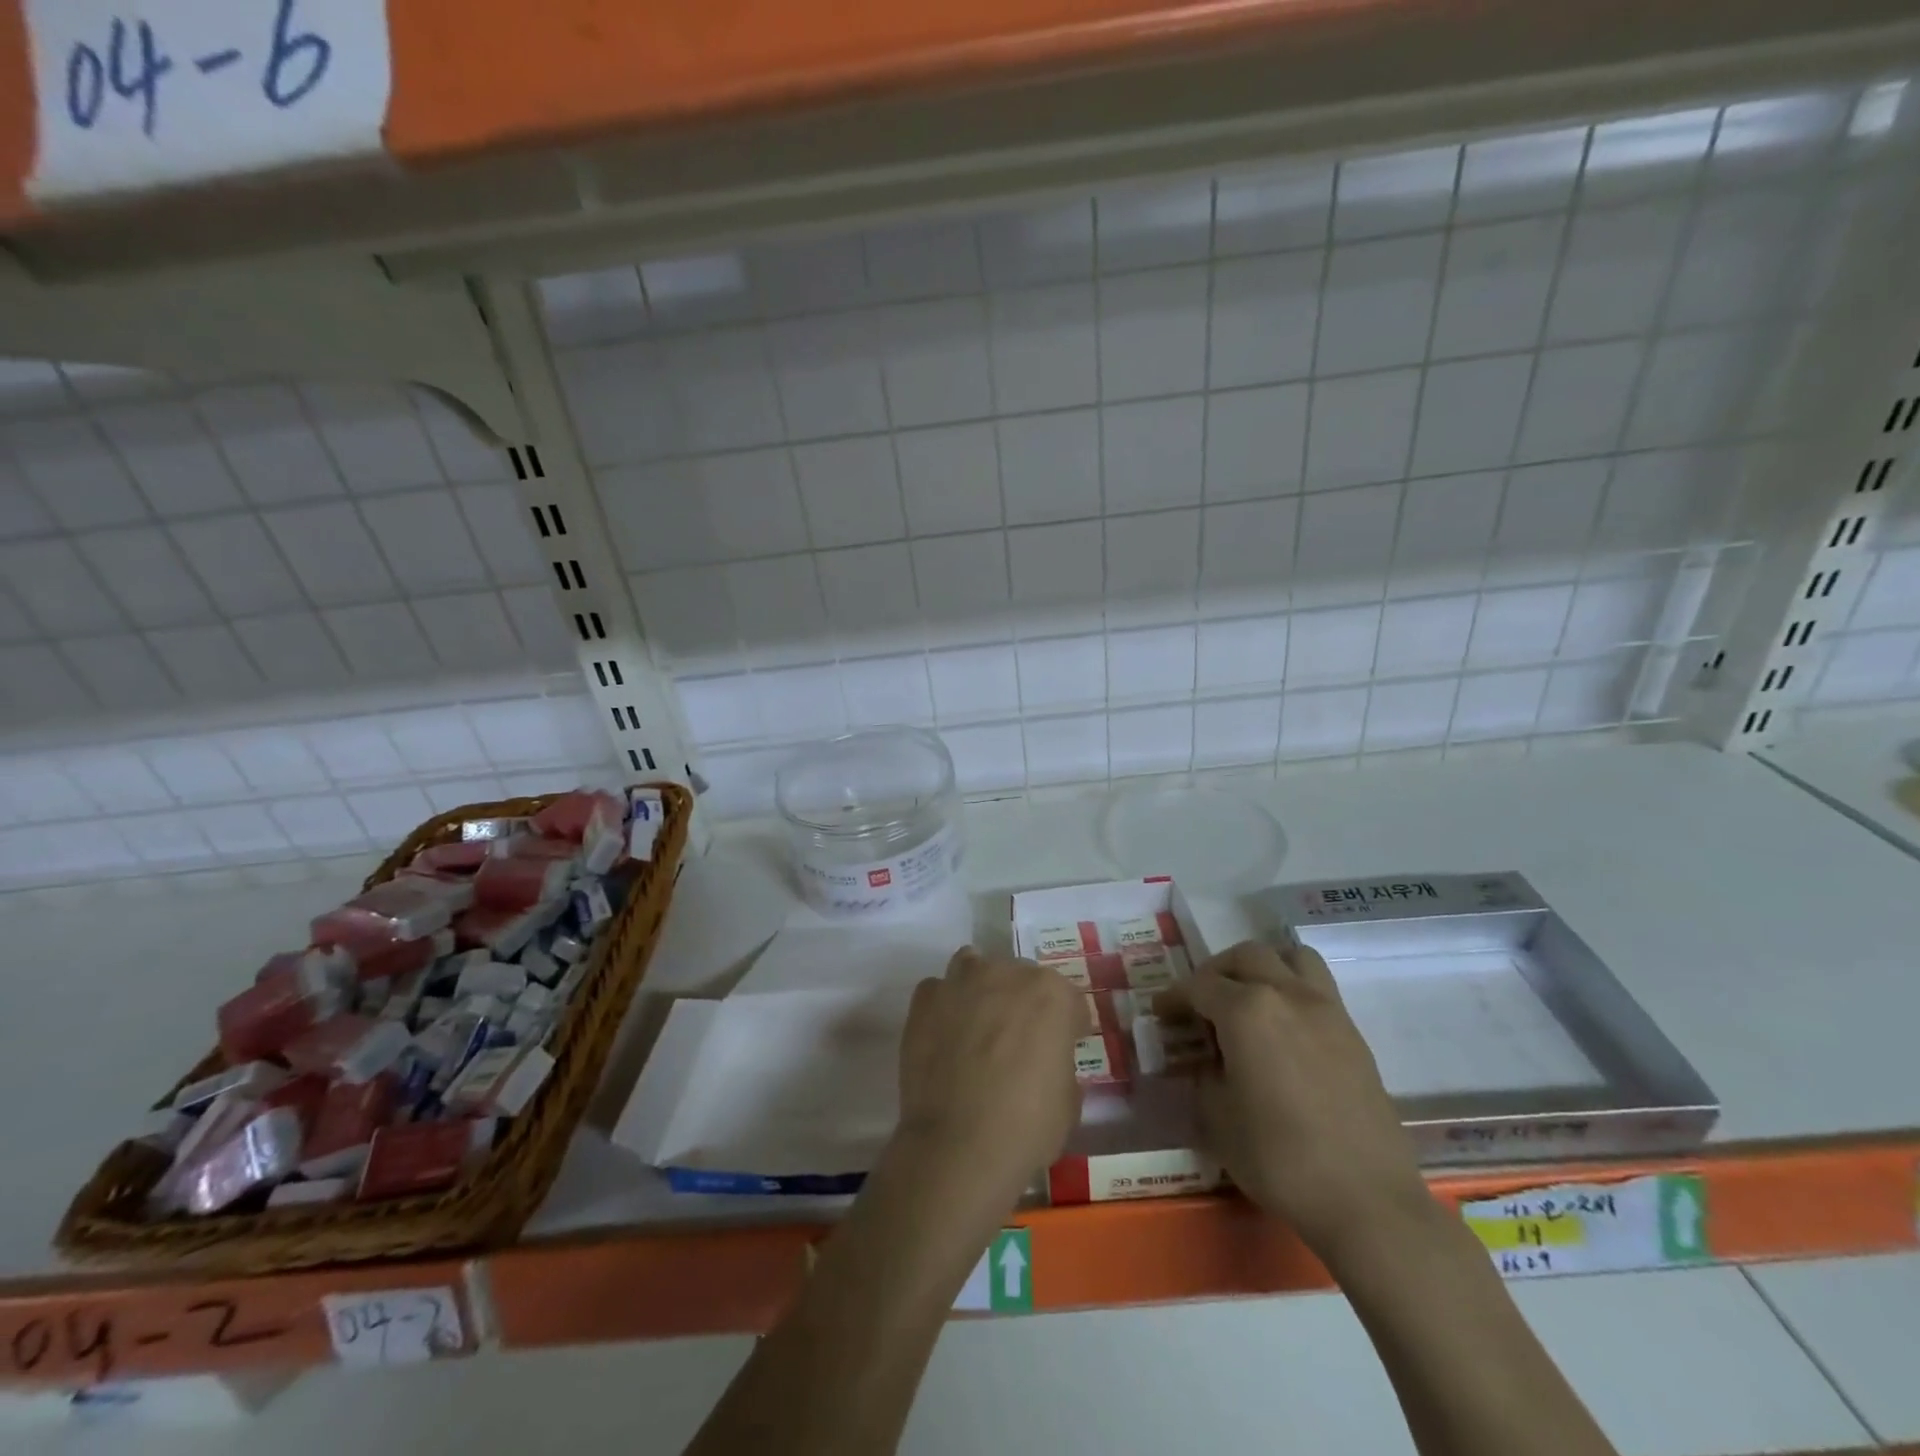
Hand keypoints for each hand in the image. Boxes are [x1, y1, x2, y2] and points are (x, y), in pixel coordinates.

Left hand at [894, 947, 1087, 1205]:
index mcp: (1051, 993)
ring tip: (978, 1025)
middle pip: (1020, 977)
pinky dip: (945, 1005)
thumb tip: (1046, 1060)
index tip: (1061, 1049)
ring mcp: (961, 981)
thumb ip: (1060, 1063)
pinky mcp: (925, 999)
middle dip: (1022, 1003)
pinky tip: (945, 1034)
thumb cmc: (1026, 1127)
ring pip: (975, 967)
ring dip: (981, 988)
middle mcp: (1006, 973)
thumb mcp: (1069, 1100)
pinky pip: (939, 990)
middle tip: (1016, 1041)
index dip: (1067, 1027)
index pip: (1068, 1000)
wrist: (957, 1146)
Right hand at [1155, 940, 1428, 1267]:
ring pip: (1290, 957)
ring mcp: (1326, 1010)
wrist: (1368, 1200)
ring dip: (1262, 967)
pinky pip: (1317, 987)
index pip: (1199, 986)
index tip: (1161, 1013)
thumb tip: (1205, 1060)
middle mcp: (1286, 994)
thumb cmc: (1280, 1159)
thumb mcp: (1217, 1118)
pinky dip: (1292, 989)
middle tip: (1201, 1003)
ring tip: (1248, 1000)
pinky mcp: (1353, 1033)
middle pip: (1245, 957)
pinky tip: (1282, 1030)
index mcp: (1246, 1010)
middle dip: (1216, 972)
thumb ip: (1203, 1075)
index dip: (1174, 998)